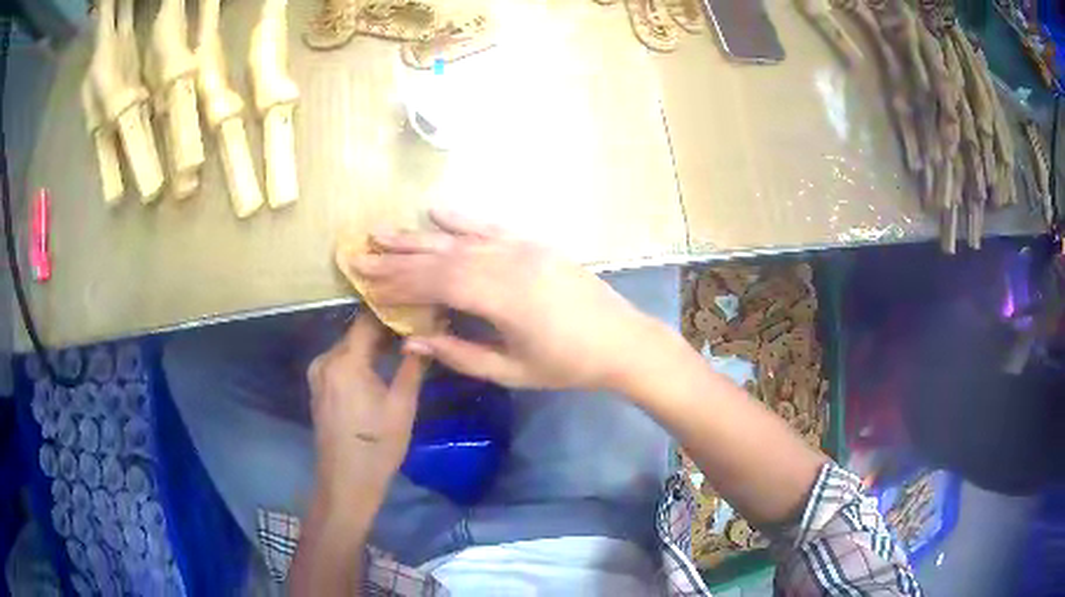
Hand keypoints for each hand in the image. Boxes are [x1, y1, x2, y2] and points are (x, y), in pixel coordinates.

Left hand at [306, 313, 426, 510]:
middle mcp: (325, 359)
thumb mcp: (402, 405)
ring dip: (372, 344)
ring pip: (348, 346)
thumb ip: (413, 364)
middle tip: (415, 329)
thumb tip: (426, 334)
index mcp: (345, 361)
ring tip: (402, 345)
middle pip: (357, 332)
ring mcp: (318, 373)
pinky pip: (340, 361)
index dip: (393, 312)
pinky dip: (359, 359)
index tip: (417, 310)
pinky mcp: (318, 386)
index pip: (368, 319)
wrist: (346, 481)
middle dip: (384, 328)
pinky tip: (378, 366)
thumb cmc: (378, 445)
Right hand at [346, 210, 655, 389]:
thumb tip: (412, 341)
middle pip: (439, 257)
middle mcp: (506, 263)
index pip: (434, 285)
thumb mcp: (511, 371)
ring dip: (417, 236)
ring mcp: (521, 248)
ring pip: (458, 239)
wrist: (622, 341)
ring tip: (381, 232)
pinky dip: (460, 218)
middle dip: (396, 258)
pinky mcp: (533, 243)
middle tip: (359, 256)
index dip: (397, 284)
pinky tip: (435, 210)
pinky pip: (489, 226)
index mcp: (500, 298)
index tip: (366, 284)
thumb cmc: (567, 365)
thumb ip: (459, 354)